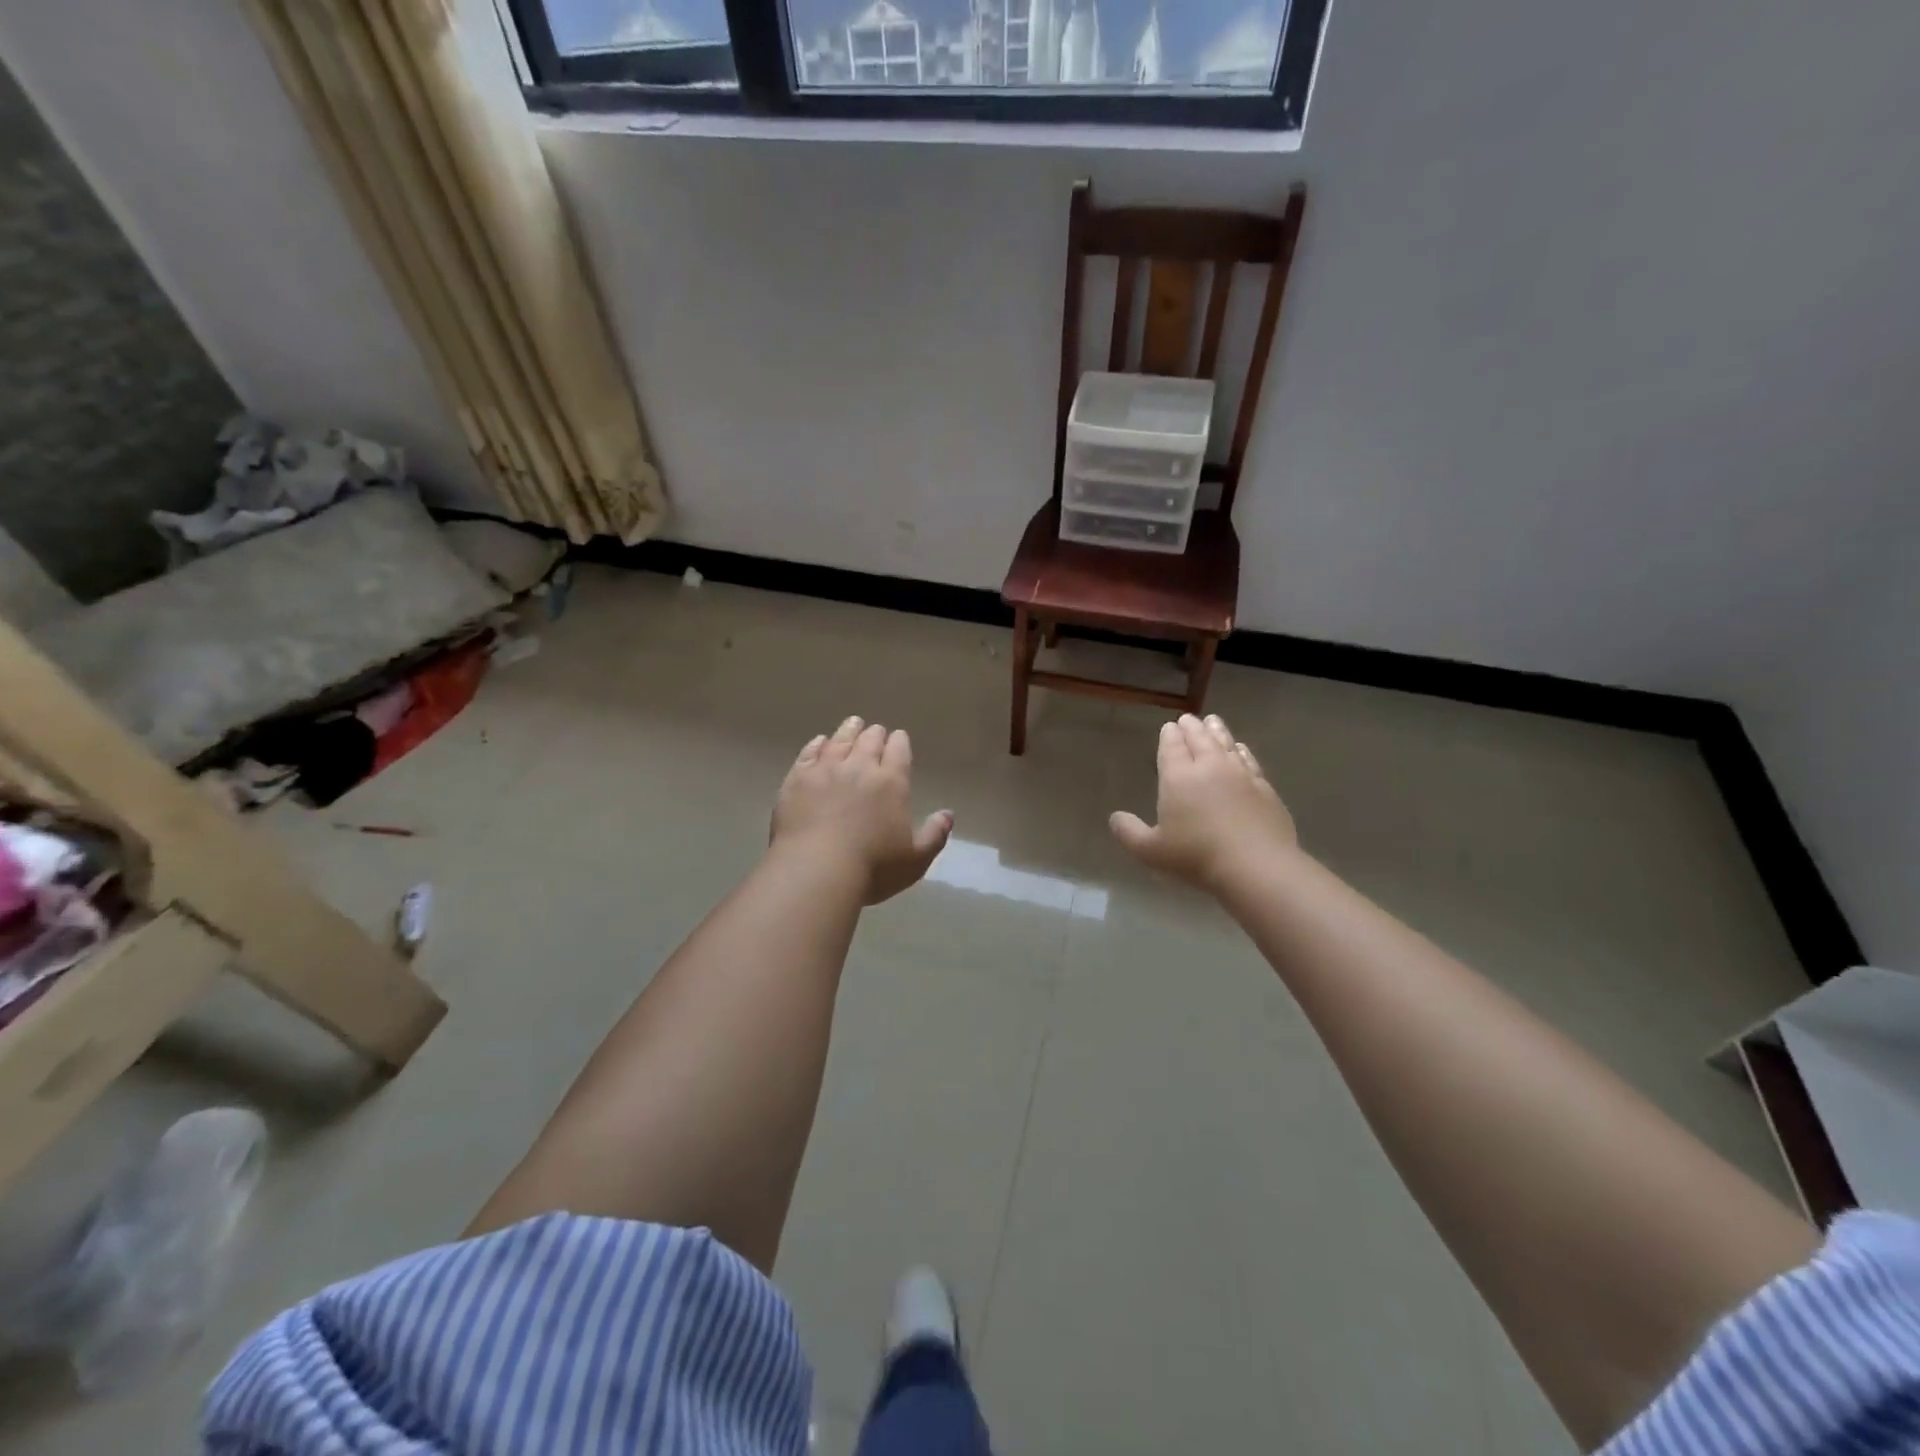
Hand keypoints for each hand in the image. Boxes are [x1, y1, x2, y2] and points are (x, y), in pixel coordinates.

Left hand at [771, 716, 953, 905]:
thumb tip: (948, 814)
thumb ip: (935, 834)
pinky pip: (809, 753)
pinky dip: (817, 744)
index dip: (900, 742)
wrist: (816, 871)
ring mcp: (825, 770)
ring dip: (849, 730)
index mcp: (892, 782)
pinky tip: (819, 742)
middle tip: (876, 731)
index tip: (899, 737)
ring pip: (839, 740)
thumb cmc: (872, 868)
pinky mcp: (797, 779)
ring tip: (852, 724)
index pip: (899, 751)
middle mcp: (860, 767)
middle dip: (875, 734)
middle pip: (869, 740)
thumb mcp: (915, 859)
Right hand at [1109, 713, 1296, 892]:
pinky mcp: (1264, 787)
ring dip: (1217, 731)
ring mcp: (1240, 775)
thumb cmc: (1196, 857)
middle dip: (1191, 727)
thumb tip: (1115, 817)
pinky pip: (1250, 760)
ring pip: (1226, 744)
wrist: (1256, 866)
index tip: (1168, 727)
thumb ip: (1129, 833)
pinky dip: (1242, 751)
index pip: (1172, 747)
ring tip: (1212, 721)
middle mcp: (1209, 767)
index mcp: (1178, 777)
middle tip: (1188, 719)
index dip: (1169, 735)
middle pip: (1199, 739)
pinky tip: (1241, 749)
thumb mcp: (1151, 851)